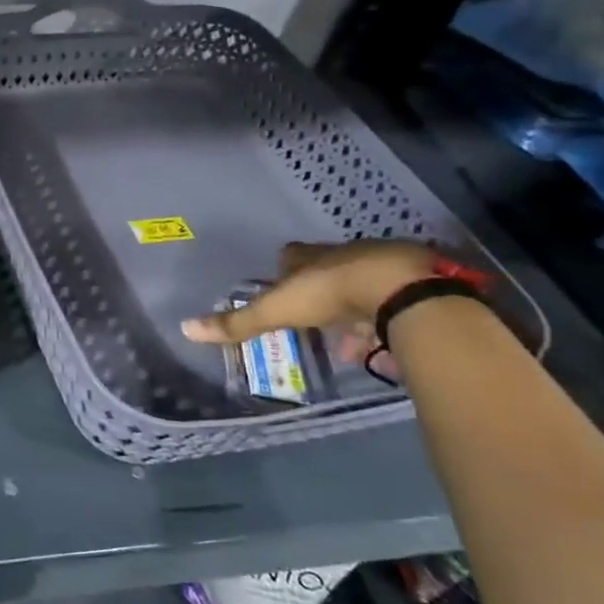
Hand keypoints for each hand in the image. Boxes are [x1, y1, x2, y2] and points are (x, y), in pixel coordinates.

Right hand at [181, 239, 436, 345]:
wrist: (402, 289)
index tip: (281, 283)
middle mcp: (345, 255)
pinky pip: (396, 304)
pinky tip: (386, 348)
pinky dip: (387, 323)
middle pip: (328, 270)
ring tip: (349, 343)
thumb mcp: (277, 310)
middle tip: (315, 317)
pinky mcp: (417, 284)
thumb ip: (238, 323)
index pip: (292, 255)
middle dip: (321, 291)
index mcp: (310, 257)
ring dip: (355, 311)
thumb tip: (186, 328)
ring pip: (363, 287)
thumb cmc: (331, 293)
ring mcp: (383, 267)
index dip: (285, 269)